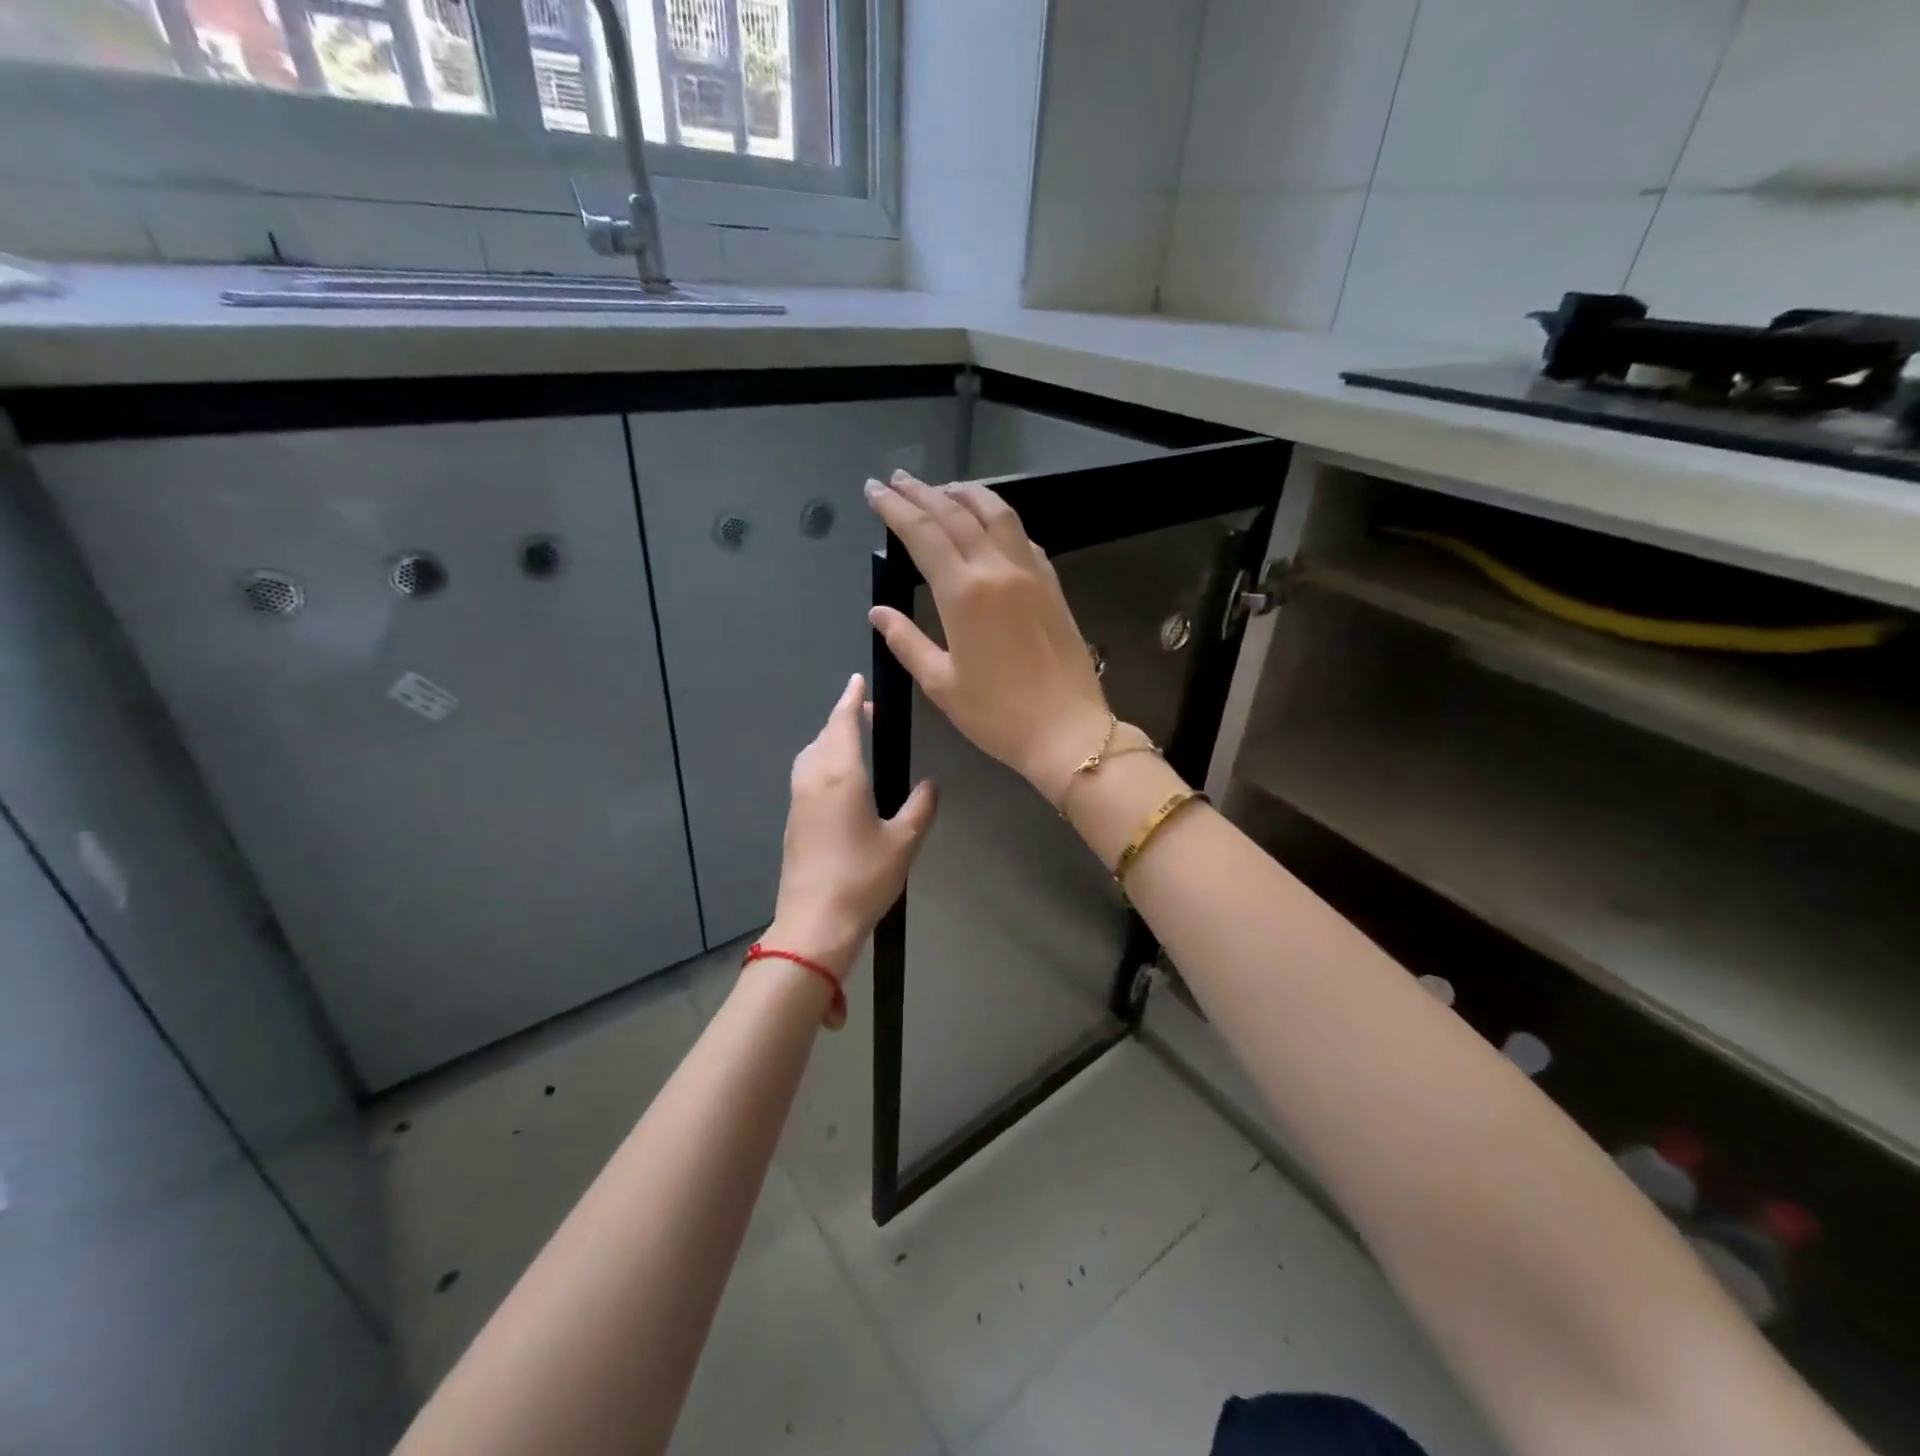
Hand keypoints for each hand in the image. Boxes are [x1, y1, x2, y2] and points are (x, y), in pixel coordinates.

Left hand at [767, 672, 937, 1003]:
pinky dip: (821, 761)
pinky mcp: (792, 822)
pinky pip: (805, 775)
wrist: (814, 923)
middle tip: (865, 711)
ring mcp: (798, 801)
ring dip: (829, 739)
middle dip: (842, 718)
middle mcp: (813, 780)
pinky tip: (838, 779)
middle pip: (824, 735)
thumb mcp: (903, 842)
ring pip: (810, 755)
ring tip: (853, 741)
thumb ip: (920, 808)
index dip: (850, 700)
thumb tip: (930, 785)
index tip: (856, 680)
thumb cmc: (862, 878)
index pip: (843, 724)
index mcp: (841, 776)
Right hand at [865, 472, 1111, 803]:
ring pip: (997, 514)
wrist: (1067, 731)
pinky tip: (990, 523)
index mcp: (964, 593)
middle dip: (923, 492)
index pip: (923, 534)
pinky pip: (1023, 537)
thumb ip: (906, 641)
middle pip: (956, 514)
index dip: (895, 508)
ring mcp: (1030, 573)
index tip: (874, 490)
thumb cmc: (997, 715)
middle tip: (898, 479)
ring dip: (967, 494)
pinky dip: (1000, 519)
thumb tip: (878, 612)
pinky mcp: (1052, 584)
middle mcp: (997, 569)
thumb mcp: (941, 684)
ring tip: (944, 489)